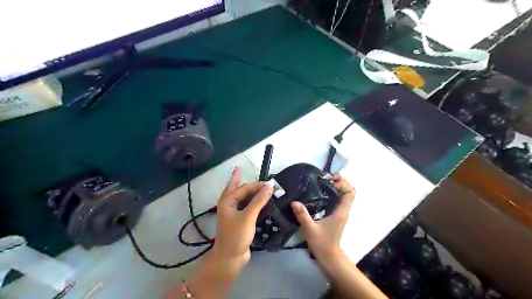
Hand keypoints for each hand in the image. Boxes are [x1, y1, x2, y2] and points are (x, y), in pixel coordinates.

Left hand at [213, 166, 271, 263]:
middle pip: (238, 189)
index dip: (257, 185)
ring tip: (258, 185)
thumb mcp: (248, 216)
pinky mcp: (238, 221)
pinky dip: (252, 202)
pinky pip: (246, 206)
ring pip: (242, 198)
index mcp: (227, 201)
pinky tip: (259, 202)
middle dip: (244, 182)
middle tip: (250, 173)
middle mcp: (229, 204)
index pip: (244, 188)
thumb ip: (259, 200)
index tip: (271, 184)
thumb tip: (270, 186)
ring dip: (250, 192)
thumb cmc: (237, 235)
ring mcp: (233, 213)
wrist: (230, 258)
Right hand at [290, 175, 352, 260]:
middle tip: (324, 178)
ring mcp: (340, 213)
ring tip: (321, 183)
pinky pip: (338, 200)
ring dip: (336, 187)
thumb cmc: (322, 244)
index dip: (343, 183)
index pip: (350, 192)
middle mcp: (343, 210)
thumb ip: (303, 215)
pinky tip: (319, 193)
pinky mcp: (335, 215)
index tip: (331, 179)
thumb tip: (294, 202)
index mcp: (340, 212)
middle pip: (348, 191)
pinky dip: (332, 193)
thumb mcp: (310, 229)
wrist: (329, 257)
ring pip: (343, 195)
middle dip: (339, 182)